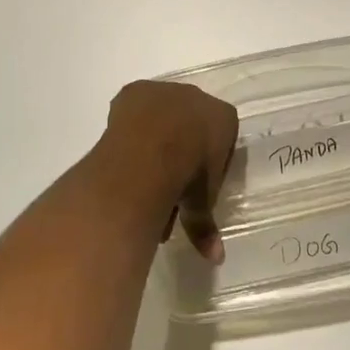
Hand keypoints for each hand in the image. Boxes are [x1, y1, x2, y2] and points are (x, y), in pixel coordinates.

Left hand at [99, 81, 237, 262]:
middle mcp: (197, 97)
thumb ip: (205, 225)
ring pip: (161, 116)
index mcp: (223, 118)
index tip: (196, 183)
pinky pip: (135, 108)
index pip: (221, 135)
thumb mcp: (200, 204)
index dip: (208, 161)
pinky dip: (131, 127)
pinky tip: (125, 152)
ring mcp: (165, 90)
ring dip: (154, 139)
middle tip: (167, 183)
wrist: (152, 149)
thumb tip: (215, 259)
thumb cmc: (189, 174)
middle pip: (190, 123)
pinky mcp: (135, 90)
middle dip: (180, 149)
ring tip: (139, 176)